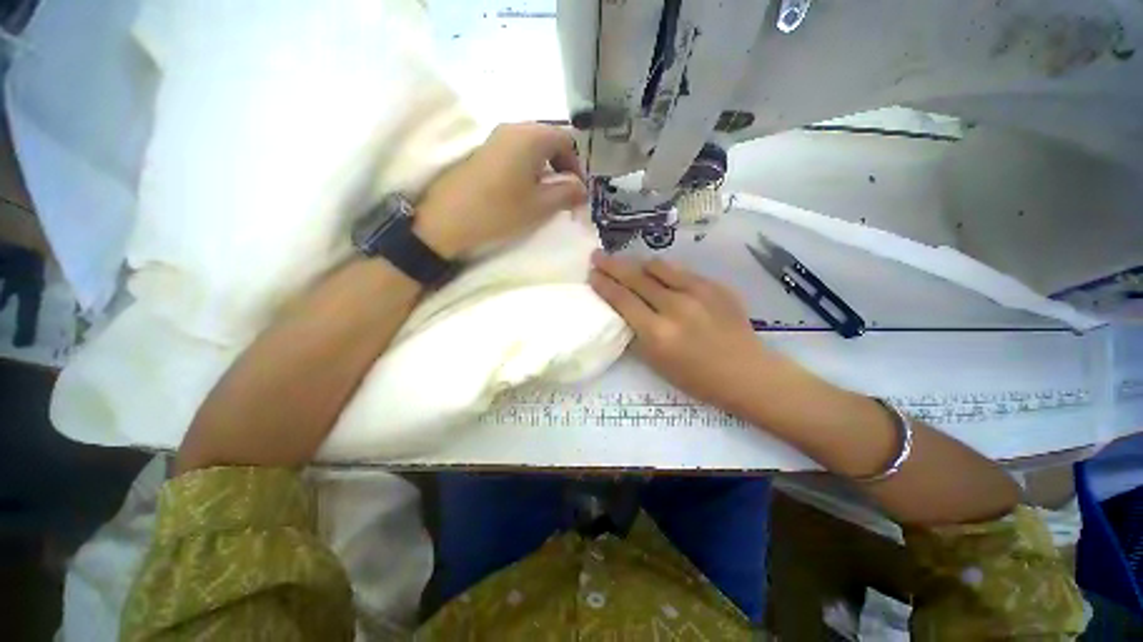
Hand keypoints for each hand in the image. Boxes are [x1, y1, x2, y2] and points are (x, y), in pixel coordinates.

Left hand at [413, 123, 587, 257]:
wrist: (448, 219)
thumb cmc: (500, 211)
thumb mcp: (540, 206)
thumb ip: (567, 193)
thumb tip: (582, 189)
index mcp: (531, 136)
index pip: (566, 140)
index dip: (577, 166)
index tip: (578, 192)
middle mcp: (513, 128)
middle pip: (549, 140)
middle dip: (562, 167)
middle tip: (565, 194)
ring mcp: (496, 138)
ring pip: (532, 147)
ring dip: (545, 169)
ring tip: (546, 196)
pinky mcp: (484, 151)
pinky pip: (516, 153)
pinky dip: (529, 169)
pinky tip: (525, 191)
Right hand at [589, 252, 780, 410]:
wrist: (746, 372)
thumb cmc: (696, 378)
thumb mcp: (656, 363)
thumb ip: (636, 333)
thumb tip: (623, 309)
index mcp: (657, 332)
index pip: (622, 300)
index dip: (604, 285)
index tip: (592, 274)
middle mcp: (675, 307)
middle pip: (635, 277)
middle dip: (612, 265)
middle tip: (597, 255)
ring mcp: (698, 292)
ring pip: (658, 267)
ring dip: (637, 263)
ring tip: (626, 262)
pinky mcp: (714, 285)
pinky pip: (680, 271)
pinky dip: (663, 270)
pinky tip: (656, 271)